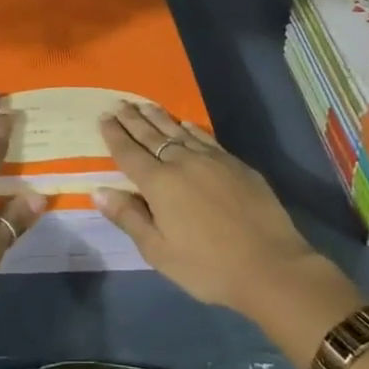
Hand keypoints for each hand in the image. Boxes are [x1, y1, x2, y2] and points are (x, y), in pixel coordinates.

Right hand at [94, 102, 331, 316]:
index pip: (129, 153)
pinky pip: (205, 137)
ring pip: (178, 131)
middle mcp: (182, 162)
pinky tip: (185, 123)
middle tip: (119, 103)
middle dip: (133, 119)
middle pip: (151, 136)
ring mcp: (211, 159)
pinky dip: (190, 128)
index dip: (114, 134)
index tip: (103, 117)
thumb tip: (98, 191)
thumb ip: (129, 218)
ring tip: (145, 105)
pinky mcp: (235, 163)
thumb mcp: (159, 252)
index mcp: (159, 184)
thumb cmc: (208, 266)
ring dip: (159, 117)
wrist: (270, 265)